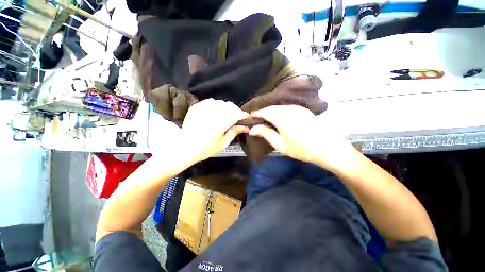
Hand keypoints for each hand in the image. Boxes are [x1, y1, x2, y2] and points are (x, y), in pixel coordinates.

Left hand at [182, 99, 249, 162]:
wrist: (186, 148)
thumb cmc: (206, 148)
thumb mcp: (223, 142)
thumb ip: (235, 131)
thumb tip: (246, 126)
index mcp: (220, 123)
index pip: (237, 114)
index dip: (244, 115)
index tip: (248, 118)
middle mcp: (212, 113)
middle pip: (230, 106)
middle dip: (237, 110)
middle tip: (238, 117)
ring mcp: (203, 109)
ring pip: (221, 102)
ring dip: (227, 107)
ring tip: (228, 114)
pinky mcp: (196, 107)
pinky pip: (210, 101)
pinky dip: (217, 105)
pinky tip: (216, 111)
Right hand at [248, 105, 355, 171]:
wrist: (327, 148)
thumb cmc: (301, 149)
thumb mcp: (280, 144)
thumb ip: (265, 133)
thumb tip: (252, 129)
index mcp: (282, 117)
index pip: (264, 112)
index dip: (256, 114)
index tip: (249, 118)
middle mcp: (289, 109)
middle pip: (271, 108)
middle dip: (263, 113)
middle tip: (257, 120)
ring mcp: (298, 108)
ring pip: (279, 107)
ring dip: (271, 112)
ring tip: (266, 120)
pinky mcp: (303, 110)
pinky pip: (287, 108)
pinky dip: (279, 111)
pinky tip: (279, 118)